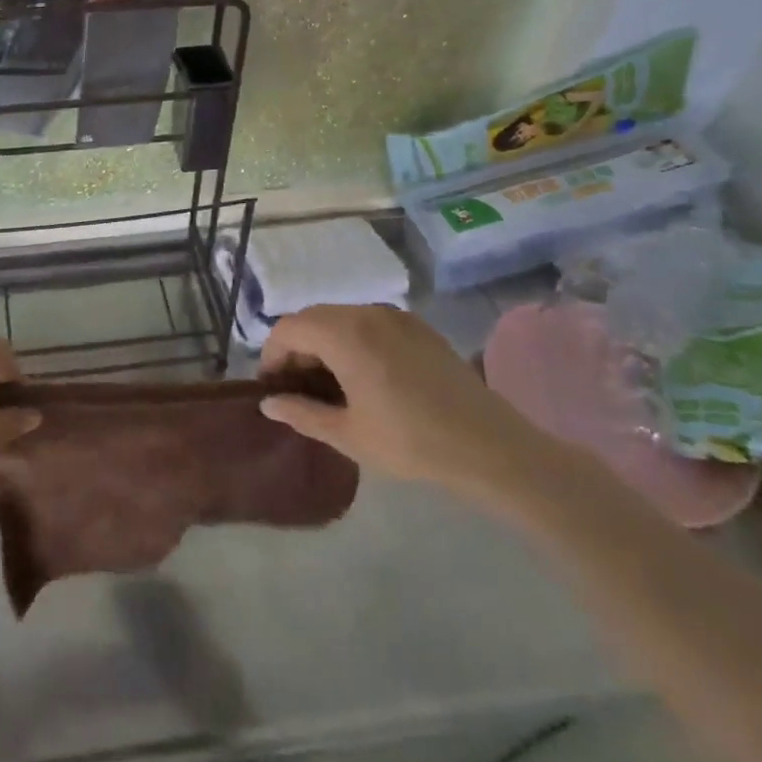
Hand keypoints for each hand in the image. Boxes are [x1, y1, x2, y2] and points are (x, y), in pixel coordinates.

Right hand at [258, 305, 557, 504]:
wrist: (492, 448)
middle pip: (313, 318)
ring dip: (324, 343)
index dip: (272, 355)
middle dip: (296, 348)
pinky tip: (364, 376)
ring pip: (341, 318)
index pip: (289, 328)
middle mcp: (367, 313)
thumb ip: (302, 413)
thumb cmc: (412, 442)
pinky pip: (369, 323)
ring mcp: (396, 316)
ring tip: (330, 384)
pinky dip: (352, 340)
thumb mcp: (348, 435)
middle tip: (297, 388)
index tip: (274, 388)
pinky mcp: (418, 327)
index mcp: (345, 334)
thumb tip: (268, 403)